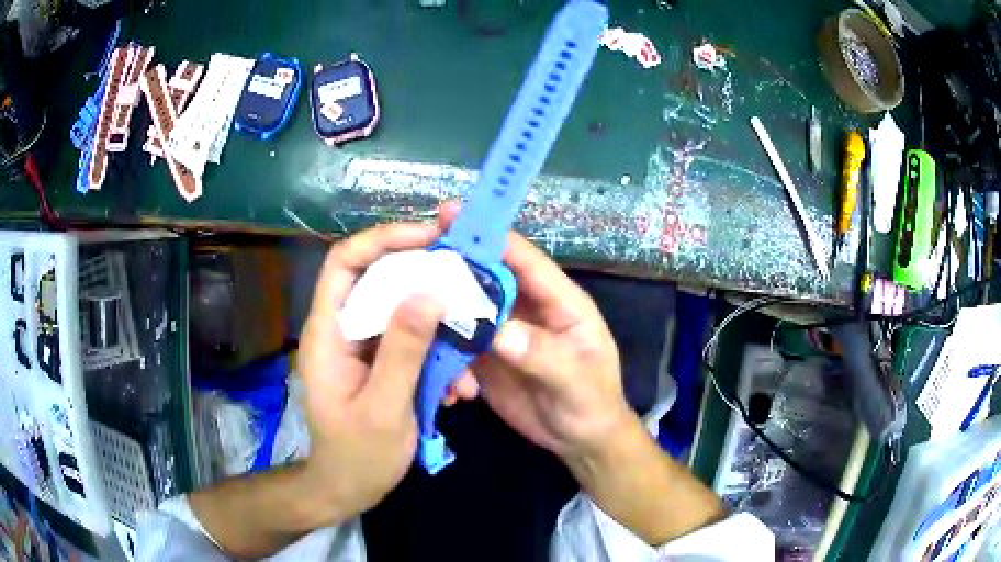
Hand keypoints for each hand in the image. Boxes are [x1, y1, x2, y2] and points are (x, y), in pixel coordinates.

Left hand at [296, 222, 475, 521]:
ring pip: (400, 310)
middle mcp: (342, 329)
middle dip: (423, 275)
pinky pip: (410, 341)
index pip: (345, 261)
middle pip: (378, 278)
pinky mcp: (379, 361)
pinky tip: (458, 385)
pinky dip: (437, 353)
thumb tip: (429, 292)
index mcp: (328, 332)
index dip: (384, 239)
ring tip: (469, 344)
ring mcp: (361, 345)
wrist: (347, 488)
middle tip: (465, 276)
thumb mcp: (384, 408)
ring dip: (437, 323)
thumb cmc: (358, 455)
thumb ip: (403, 350)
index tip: (431, 236)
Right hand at [438, 203, 632, 463]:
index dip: (491, 235)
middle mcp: (528, 309)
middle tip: (412, 258)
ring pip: (467, 309)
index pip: (525, 260)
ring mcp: (505, 333)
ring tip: (415, 326)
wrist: (581, 441)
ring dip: (442, 315)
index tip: (452, 213)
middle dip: (453, 266)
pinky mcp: (488, 358)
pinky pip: (459, 345)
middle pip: (487, 277)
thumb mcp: (577, 381)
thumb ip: (544, 355)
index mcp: (559, 302)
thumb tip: (500, 332)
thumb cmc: (592, 405)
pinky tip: (444, 380)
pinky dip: (445, 355)